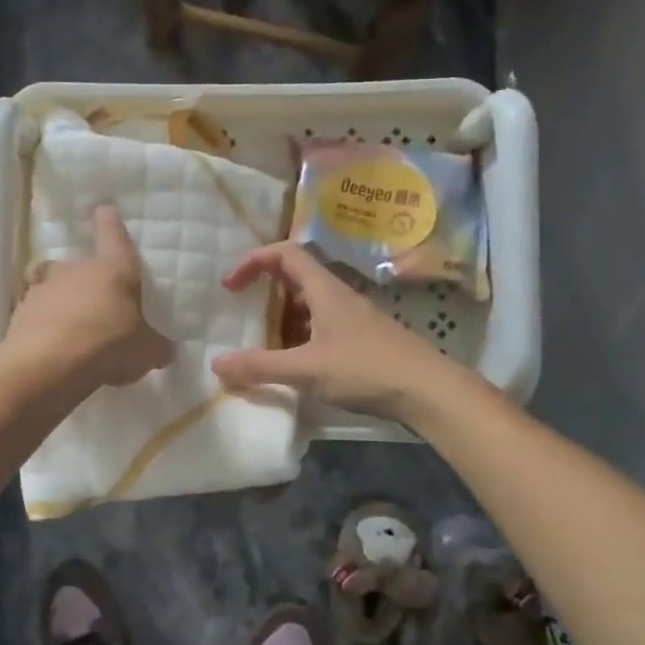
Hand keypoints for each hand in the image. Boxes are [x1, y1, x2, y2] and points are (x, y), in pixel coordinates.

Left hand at [2, 205, 173, 389]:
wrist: (48, 365)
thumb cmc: (108, 345)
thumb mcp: (146, 352)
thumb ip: (155, 347)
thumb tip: (165, 350)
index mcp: (114, 269)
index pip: (113, 234)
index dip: (110, 221)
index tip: (104, 209)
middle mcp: (76, 270)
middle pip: (79, 264)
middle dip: (86, 279)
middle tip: (96, 303)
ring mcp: (43, 289)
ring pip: (52, 286)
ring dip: (61, 301)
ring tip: (69, 328)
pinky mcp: (19, 313)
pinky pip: (34, 313)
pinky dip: (42, 325)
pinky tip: (50, 346)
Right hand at [211, 242, 446, 418]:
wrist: (428, 391)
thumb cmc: (366, 369)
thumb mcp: (307, 370)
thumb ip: (260, 366)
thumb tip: (216, 364)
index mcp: (325, 290)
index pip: (285, 253)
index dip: (253, 261)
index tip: (230, 286)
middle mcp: (338, 297)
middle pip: (295, 277)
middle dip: (264, 291)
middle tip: (242, 314)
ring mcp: (352, 319)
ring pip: (308, 306)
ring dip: (281, 318)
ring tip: (261, 344)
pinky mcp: (360, 341)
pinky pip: (320, 328)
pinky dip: (299, 338)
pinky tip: (293, 364)